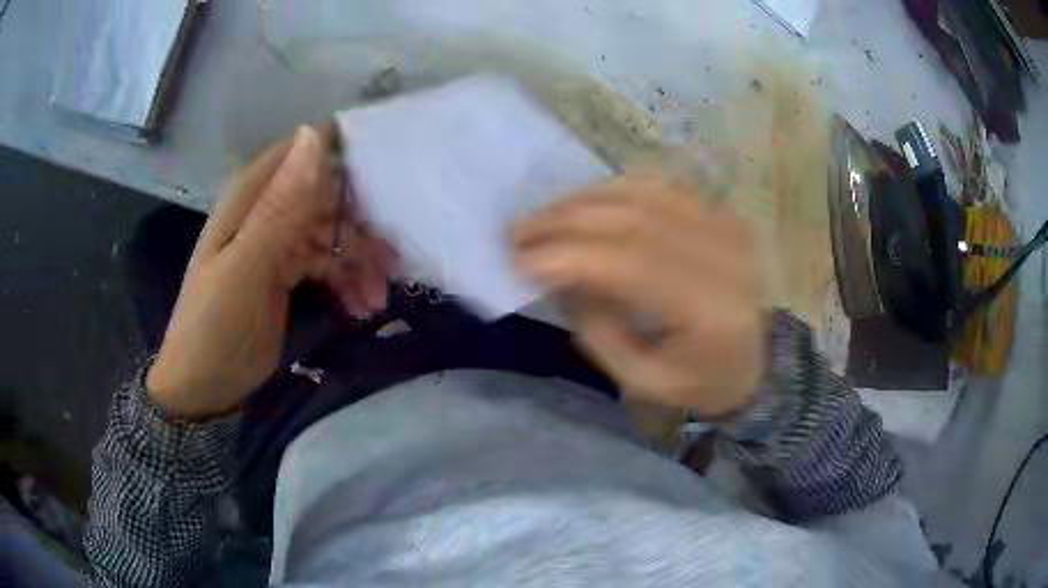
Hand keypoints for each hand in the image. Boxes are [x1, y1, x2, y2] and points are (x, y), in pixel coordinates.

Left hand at [147, 126, 393, 418]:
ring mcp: (279, 243)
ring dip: (359, 262)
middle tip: (391, 260)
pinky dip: (348, 283)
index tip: (390, 171)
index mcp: (252, 196)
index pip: (305, 149)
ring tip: (377, 298)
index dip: (346, 152)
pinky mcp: (288, 273)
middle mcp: (268, 210)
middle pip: (327, 195)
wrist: (204, 386)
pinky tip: (361, 308)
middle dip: (361, 224)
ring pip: (333, 234)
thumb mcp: (245, 267)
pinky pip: (328, 266)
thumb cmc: (215, 324)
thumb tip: (314, 134)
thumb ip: (279, 207)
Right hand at [514, 173, 765, 418]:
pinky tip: (583, 202)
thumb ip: (599, 331)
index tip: (518, 260)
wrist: (756, 360)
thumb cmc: (701, 381)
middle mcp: (724, 255)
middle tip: (517, 231)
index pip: (631, 265)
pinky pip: (660, 185)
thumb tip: (560, 277)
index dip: (569, 255)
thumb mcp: (644, 379)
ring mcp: (726, 226)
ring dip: (582, 200)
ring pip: (642, 192)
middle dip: (565, 220)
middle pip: (634, 218)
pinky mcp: (721, 212)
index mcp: (712, 310)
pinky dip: (614, 188)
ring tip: (542, 217)